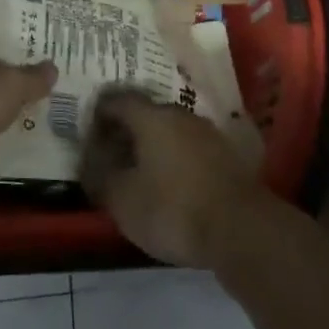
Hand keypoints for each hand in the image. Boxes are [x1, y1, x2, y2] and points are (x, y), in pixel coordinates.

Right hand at [80, 88, 260, 267]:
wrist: (240, 229)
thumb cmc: (173, 209)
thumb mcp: (124, 201)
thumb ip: (101, 178)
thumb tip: (90, 163)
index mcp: (151, 117)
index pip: (117, 100)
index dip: (99, 114)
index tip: (88, 133)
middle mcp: (179, 114)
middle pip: (144, 114)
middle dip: (125, 131)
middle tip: (111, 155)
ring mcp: (205, 132)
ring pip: (168, 131)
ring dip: (151, 146)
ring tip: (138, 173)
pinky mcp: (224, 155)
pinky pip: (188, 148)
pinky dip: (173, 159)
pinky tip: (169, 185)